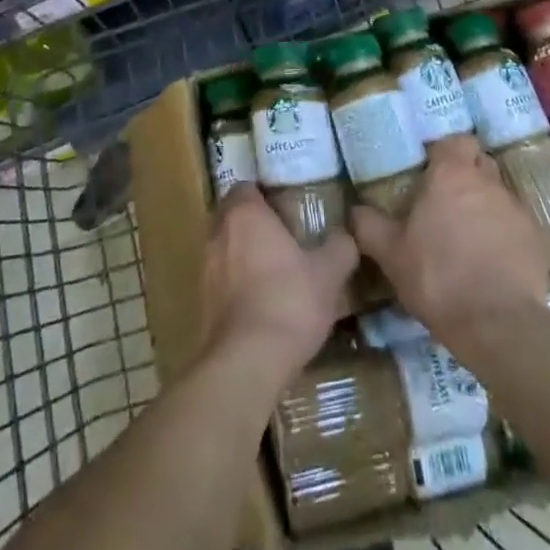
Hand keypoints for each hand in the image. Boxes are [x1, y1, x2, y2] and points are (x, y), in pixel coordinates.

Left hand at [202, 185, 356, 378]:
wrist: (247, 361)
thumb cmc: (289, 301)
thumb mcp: (328, 273)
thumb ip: (340, 248)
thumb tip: (347, 235)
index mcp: (245, 213)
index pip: (246, 187)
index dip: (263, 194)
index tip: (285, 207)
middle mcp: (219, 232)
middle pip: (232, 215)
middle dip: (252, 223)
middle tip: (282, 237)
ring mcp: (206, 267)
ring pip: (224, 248)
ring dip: (242, 254)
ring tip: (273, 271)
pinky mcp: (202, 301)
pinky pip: (221, 280)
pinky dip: (236, 284)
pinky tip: (260, 303)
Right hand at [350, 137, 549, 349]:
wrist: (497, 325)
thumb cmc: (437, 276)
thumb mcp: (390, 253)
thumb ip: (369, 226)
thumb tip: (355, 210)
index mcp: (451, 174)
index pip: (456, 140)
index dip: (446, 151)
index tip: (432, 170)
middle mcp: (487, 182)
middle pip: (480, 163)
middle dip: (467, 174)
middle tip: (447, 201)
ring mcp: (516, 210)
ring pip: (499, 194)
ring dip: (486, 206)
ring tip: (470, 236)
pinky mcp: (536, 241)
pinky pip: (516, 226)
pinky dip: (505, 235)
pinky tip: (493, 262)